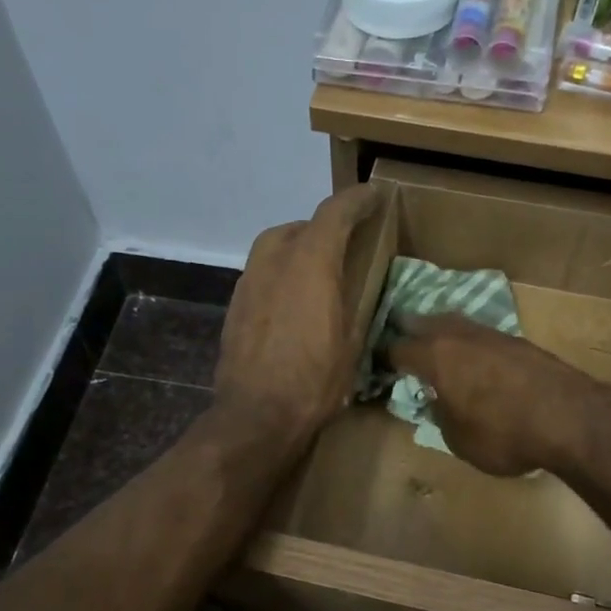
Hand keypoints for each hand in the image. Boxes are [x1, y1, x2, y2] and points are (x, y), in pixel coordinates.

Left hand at [214, 185, 381, 444]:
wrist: (256, 415)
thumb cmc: (314, 382)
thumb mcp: (351, 345)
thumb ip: (354, 305)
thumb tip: (356, 294)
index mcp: (310, 263)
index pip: (334, 212)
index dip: (357, 199)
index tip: (375, 195)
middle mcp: (274, 261)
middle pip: (299, 226)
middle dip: (323, 228)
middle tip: (345, 244)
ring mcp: (248, 283)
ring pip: (274, 248)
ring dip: (297, 250)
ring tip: (316, 273)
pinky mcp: (234, 306)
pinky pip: (261, 275)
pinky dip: (280, 276)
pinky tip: (291, 303)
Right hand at [387, 315, 602, 475]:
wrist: (571, 418)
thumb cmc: (504, 434)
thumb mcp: (458, 439)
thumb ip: (441, 416)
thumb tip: (437, 401)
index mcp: (435, 357)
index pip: (397, 349)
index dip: (383, 357)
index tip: (376, 364)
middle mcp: (459, 336)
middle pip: (424, 323)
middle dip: (409, 331)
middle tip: (399, 339)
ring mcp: (492, 334)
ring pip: (456, 324)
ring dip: (441, 332)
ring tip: (435, 344)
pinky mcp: (520, 342)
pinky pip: (482, 336)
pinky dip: (470, 343)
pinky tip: (473, 356)